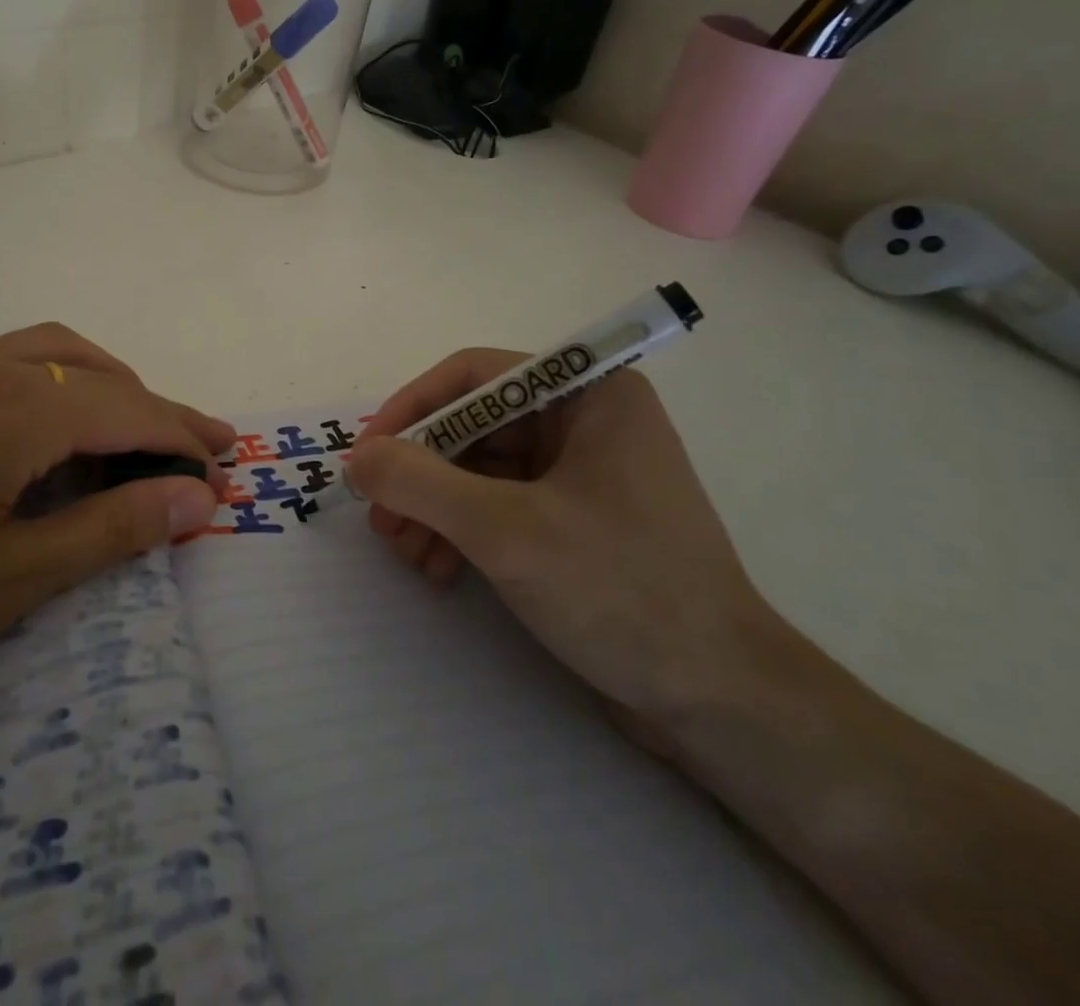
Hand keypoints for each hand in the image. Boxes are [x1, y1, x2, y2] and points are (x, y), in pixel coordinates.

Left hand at [0, 324, 232, 731]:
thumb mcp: (7, 583)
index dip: (184, 441)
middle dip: (157, 410)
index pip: (129, 411)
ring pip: (53, 352)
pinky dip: (57, 380)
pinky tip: (50, 423)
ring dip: (108, 383)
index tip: (226, 473)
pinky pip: (8, 360)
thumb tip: (199, 501)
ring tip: (136, 430)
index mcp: (13, 410)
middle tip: (200, 451)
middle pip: (98, 374)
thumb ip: (111, 532)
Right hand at [345, 356, 776, 727]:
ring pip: (481, 468)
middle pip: (473, 425)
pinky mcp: (578, 520)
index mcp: (589, 393)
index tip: (367, 455)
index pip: (474, 376)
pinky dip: (463, 531)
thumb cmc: (620, 591)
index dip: (412, 408)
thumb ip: (418, 482)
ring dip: (434, 507)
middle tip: (381, 519)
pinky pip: (501, 504)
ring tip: (405, 553)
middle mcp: (586, 420)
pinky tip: (440, 569)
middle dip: (420, 473)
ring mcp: (584, 472)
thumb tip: (357, 458)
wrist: (722, 704)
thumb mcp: (504, 530)